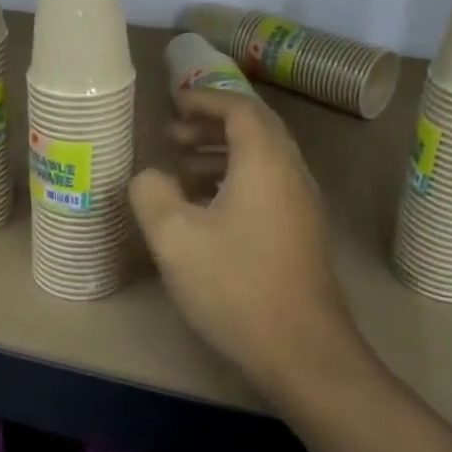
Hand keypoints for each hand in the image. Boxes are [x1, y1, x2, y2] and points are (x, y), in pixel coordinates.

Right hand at [130, 89, 360, 401]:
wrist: (302, 351)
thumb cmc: (236, 285)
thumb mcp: (175, 238)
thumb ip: (152, 194)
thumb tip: (149, 176)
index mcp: (265, 162)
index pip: (239, 109)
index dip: (204, 100)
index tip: (173, 103)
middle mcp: (291, 174)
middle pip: (255, 130)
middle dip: (212, 125)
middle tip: (173, 135)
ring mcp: (301, 205)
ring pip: (262, 160)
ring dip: (222, 154)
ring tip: (181, 169)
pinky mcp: (301, 233)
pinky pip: (267, 187)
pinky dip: (235, 181)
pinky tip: (205, 209)